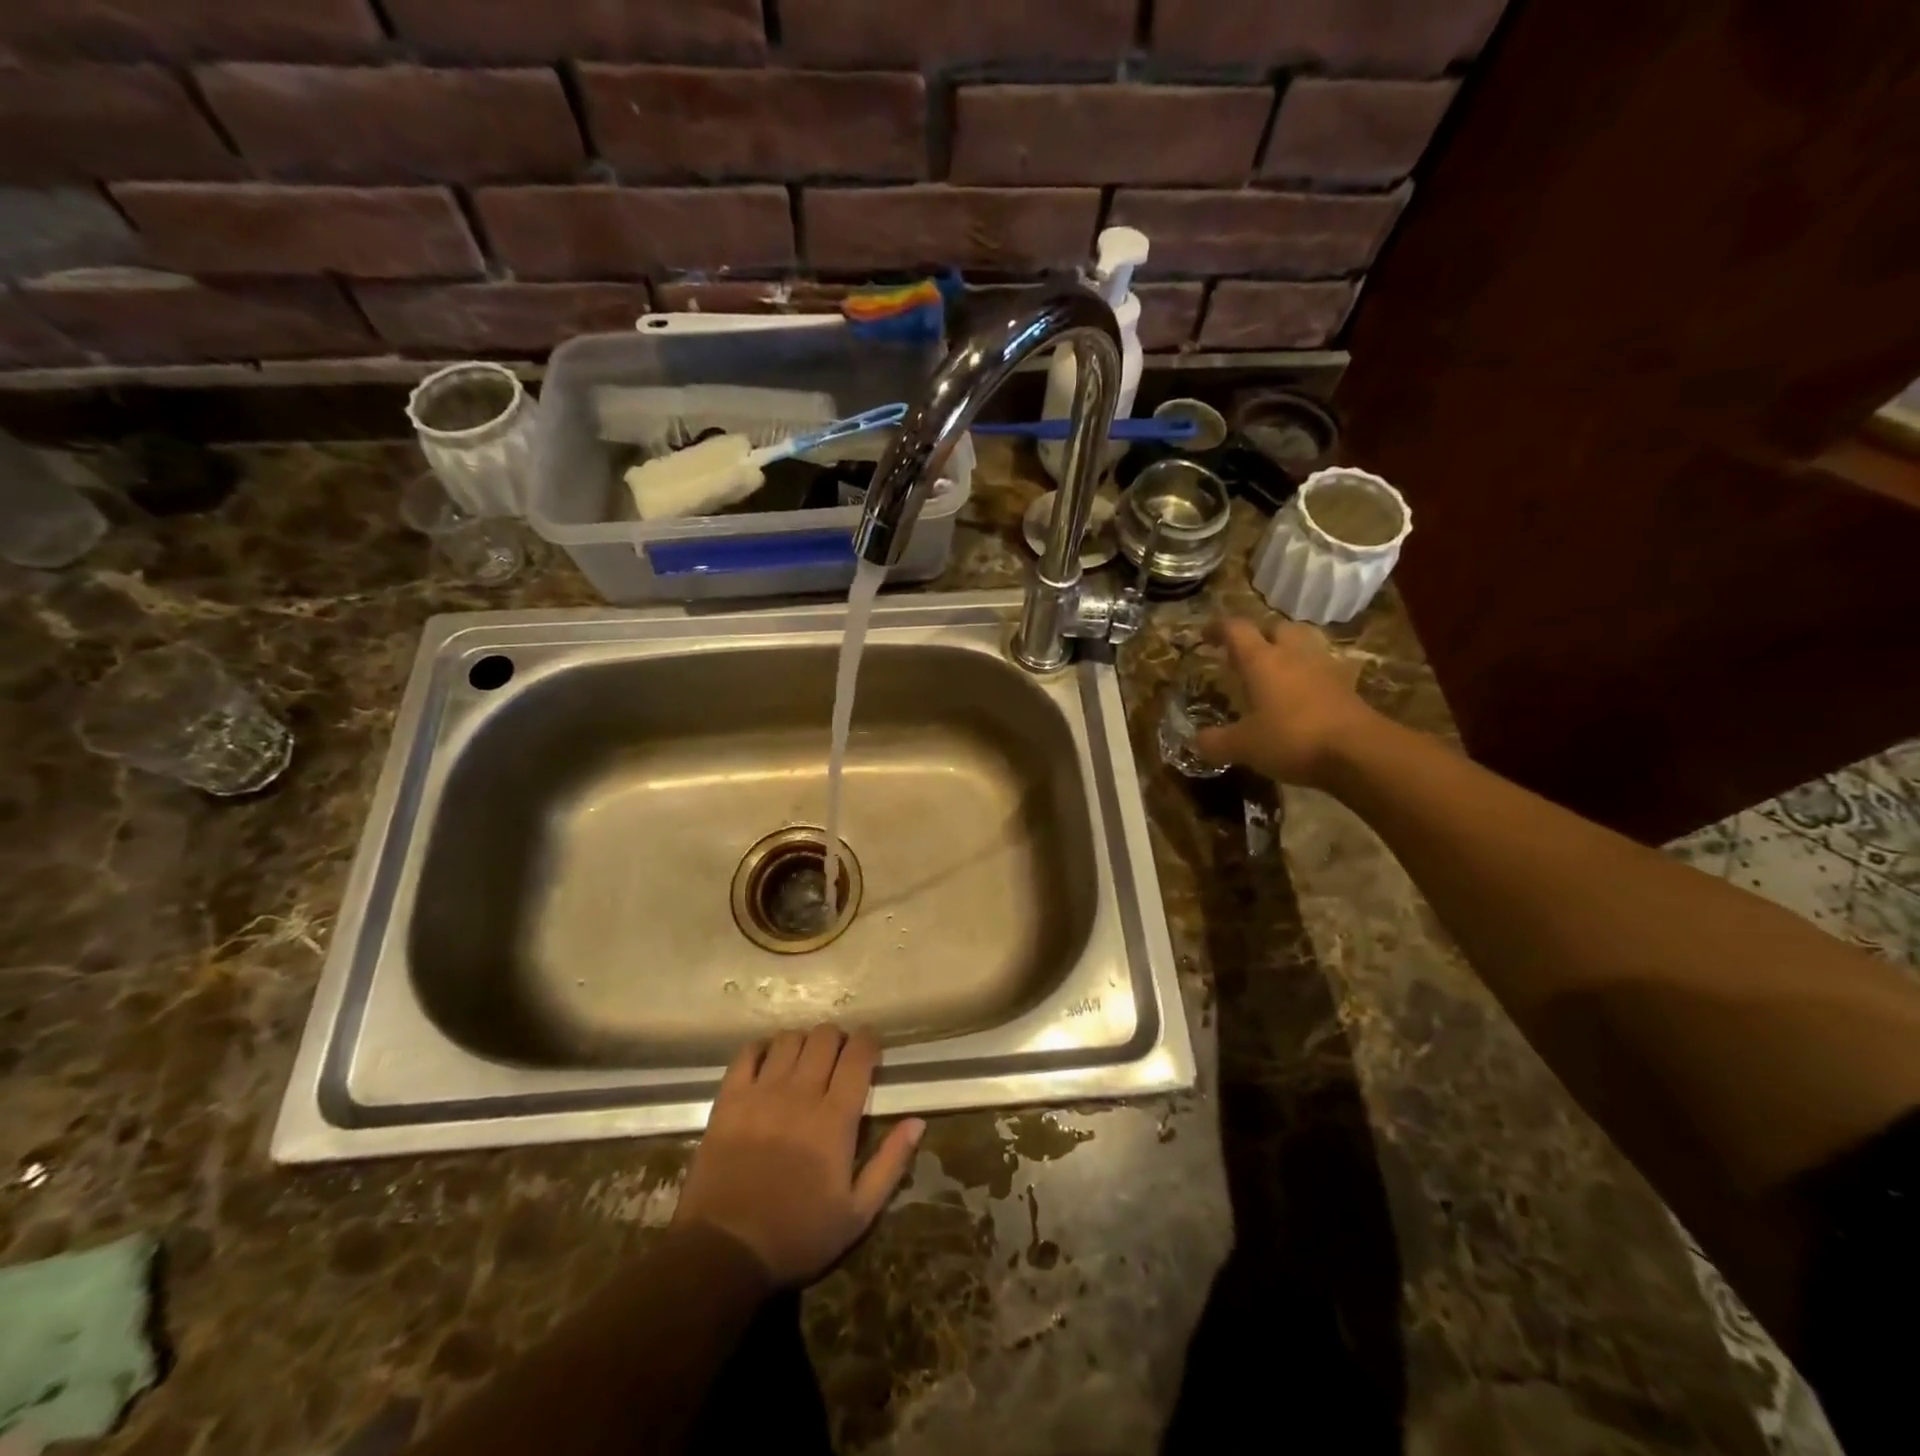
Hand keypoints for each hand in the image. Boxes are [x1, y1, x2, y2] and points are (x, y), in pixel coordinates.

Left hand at [674, 1024, 923, 1286]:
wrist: (724, 1253)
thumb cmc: (797, 1236)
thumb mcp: (857, 1214)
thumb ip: (890, 1163)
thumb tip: (917, 1121)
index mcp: (835, 1119)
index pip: (858, 1055)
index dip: (868, 1042)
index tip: (871, 1049)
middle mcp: (800, 1094)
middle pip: (824, 1037)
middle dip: (838, 1039)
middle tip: (839, 1058)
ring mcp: (761, 1093)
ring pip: (788, 1039)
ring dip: (803, 1042)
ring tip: (805, 1060)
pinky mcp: (729, 1100)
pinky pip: (747, 1054)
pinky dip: (762, 1049)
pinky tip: (768, 1062)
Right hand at [1193, 617, 1377, 785]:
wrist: (1359, 752)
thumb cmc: (1291, 738)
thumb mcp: (1243, 746)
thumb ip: (1216, 742)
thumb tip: (1197, 741)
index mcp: (1262, 660)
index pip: (1236, 630)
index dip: (1218, 628)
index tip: (1206, 635)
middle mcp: (1293, 654)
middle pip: (1275, 627)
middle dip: (1258, 635)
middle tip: (1244, 653)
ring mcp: (1324, 667)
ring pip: (1303, 643)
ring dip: (1286, 649)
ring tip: (1274, 669)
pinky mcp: (1346, 685)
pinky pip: (1321, 668)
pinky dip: (1307, 674)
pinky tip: (1300, 693)